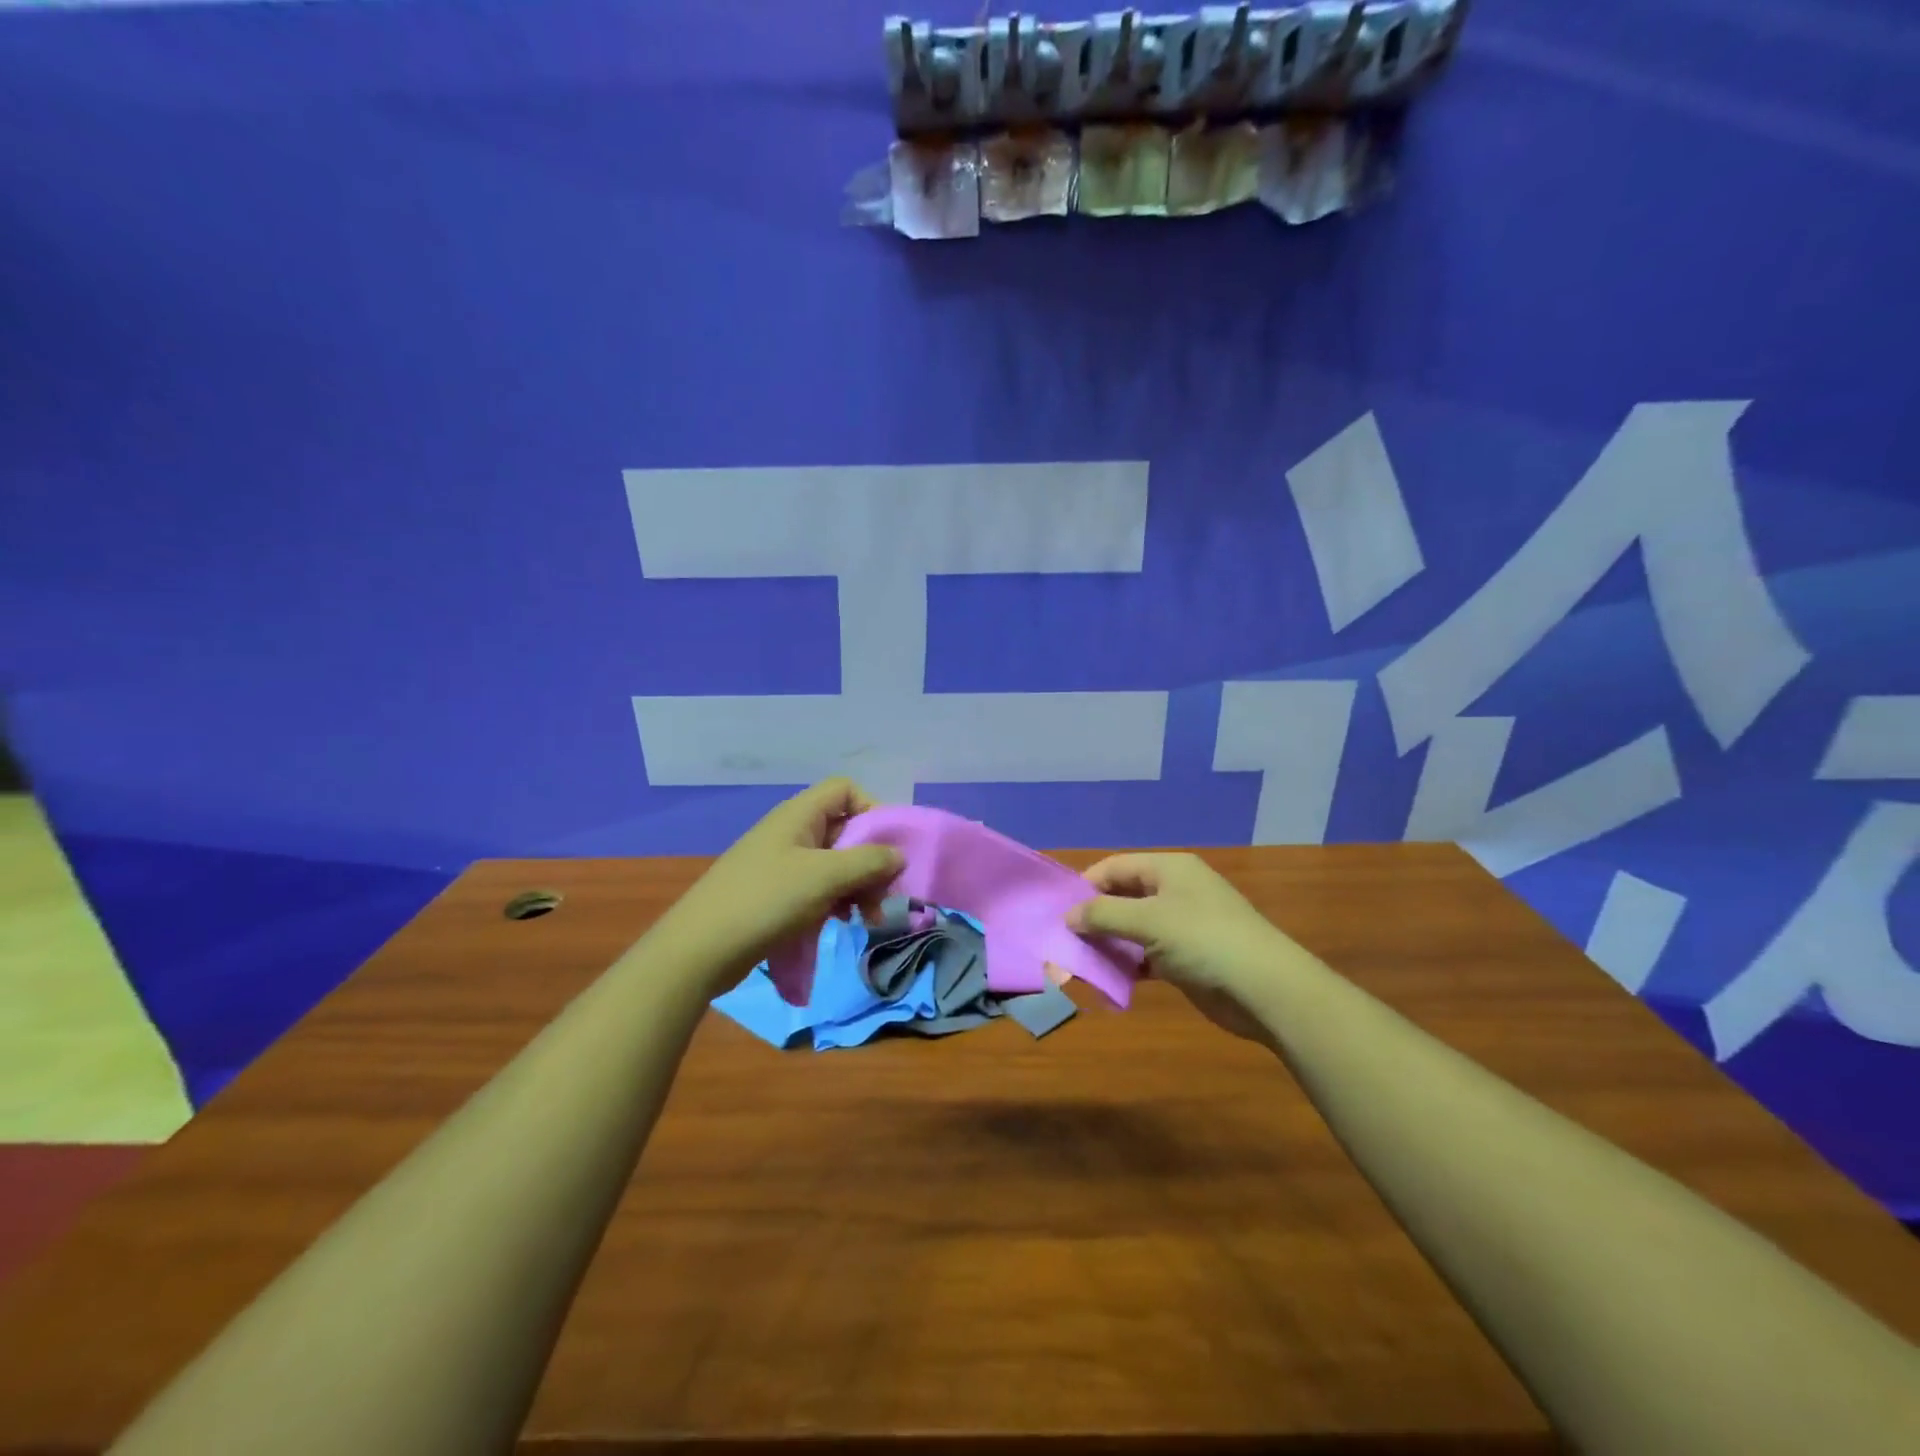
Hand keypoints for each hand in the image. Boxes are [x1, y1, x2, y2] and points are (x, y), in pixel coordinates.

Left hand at [647, 780, 902, 994]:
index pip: (846, 790)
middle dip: (870, 860)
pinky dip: (836, 900)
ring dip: (857, 886)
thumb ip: (869, 862)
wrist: (701, 948)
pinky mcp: (775, 893)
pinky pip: (817, 886)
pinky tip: (841, 923)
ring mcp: (781, 863)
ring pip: (834, 862)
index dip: (872, 810)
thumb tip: (898, 855)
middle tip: (884, 895)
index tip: (888, 847)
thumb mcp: (826, 877)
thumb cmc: (767, 900)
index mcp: (800, 814)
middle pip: (845, 829)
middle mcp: (791, 831)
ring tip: (867, 918)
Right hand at [1068, 853, 1297, 1044]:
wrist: (1266, 990)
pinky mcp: (1186, 958)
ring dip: (1108, 943)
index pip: (1115, 867)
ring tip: (1079, 962)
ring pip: (1132, 928)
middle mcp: (1174, 891)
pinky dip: (1128, 964)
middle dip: (1093, 918)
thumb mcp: (1149, 922)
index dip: (1085, 886)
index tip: (1058, 911)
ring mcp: (1182, 925)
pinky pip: (1146, 955)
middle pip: (1122, 897)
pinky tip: (1108, 979)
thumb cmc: (1204, 941)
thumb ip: (1103, 915)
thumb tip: (1068, 916)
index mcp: (1169, 869)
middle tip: (1063, 940)